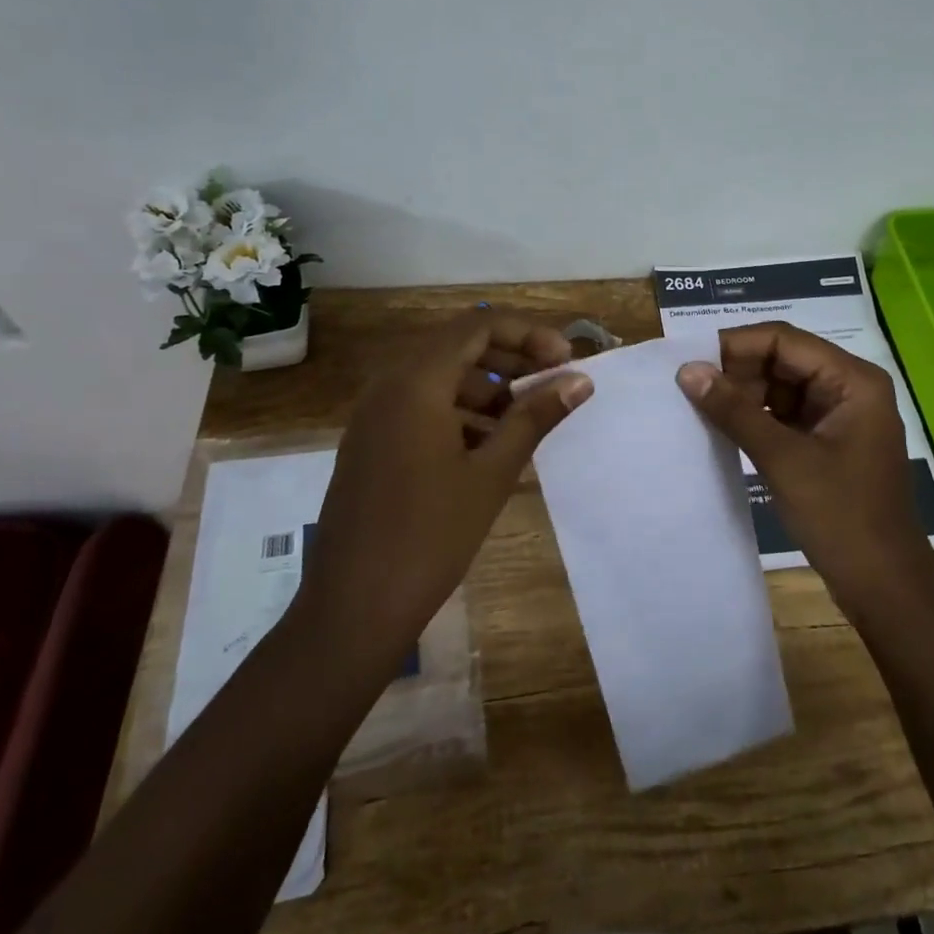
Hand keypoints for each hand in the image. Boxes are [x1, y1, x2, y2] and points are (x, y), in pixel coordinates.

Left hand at [289, 310, 591, 686]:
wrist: (353, 608)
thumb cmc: (429, 536)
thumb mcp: (492, 473)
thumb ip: (535, 417)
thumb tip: (580, 381)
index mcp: (416, 381)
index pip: (478, 325)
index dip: (528, 334)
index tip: (565, 361)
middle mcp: (390, 385)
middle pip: (459, 346)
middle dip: (511, 358)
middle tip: (553, 383)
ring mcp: (375, 415)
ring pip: (440, 377)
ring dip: (487, 387)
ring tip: (526, 419)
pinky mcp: (372, 443)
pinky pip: (421, 406)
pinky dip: (460, 411)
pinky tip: (489, 446)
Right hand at [677, 322, 933, 615]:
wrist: (884, 587)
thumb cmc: (841, 517)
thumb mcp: (783, 459)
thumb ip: (734, 411)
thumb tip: (687, 370)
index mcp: (852, 379)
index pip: (784, 340)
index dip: (735, 345)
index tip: (689, 359)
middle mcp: (849, 387)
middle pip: (783, 359)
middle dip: (738, 371)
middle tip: (690, 387)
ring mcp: (840, 415)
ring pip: (781, 387)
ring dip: (744, 395)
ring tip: (700, 407)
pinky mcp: (829, 441)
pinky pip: (785, 414)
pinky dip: (756, 418)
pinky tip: (724, 428)